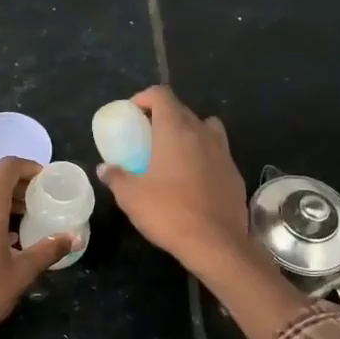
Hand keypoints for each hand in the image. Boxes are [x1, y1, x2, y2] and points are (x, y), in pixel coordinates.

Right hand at [100, 86, 312, 338]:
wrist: (216, 243)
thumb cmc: (169, 213)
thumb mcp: (131, 197)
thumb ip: (116, 177)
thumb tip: (104, 169)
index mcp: (175, 131)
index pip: (162, 95)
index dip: (145, 98)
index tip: (133, 113)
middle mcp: (202, 133)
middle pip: (183, 110)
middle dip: (163, 116)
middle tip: (146, 136)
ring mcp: (223, 152)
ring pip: (206, 128)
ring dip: (189, 132)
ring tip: (174, 152)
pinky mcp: (235, 172)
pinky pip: (217, 152)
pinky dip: (204, 155)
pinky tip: (193, 178)